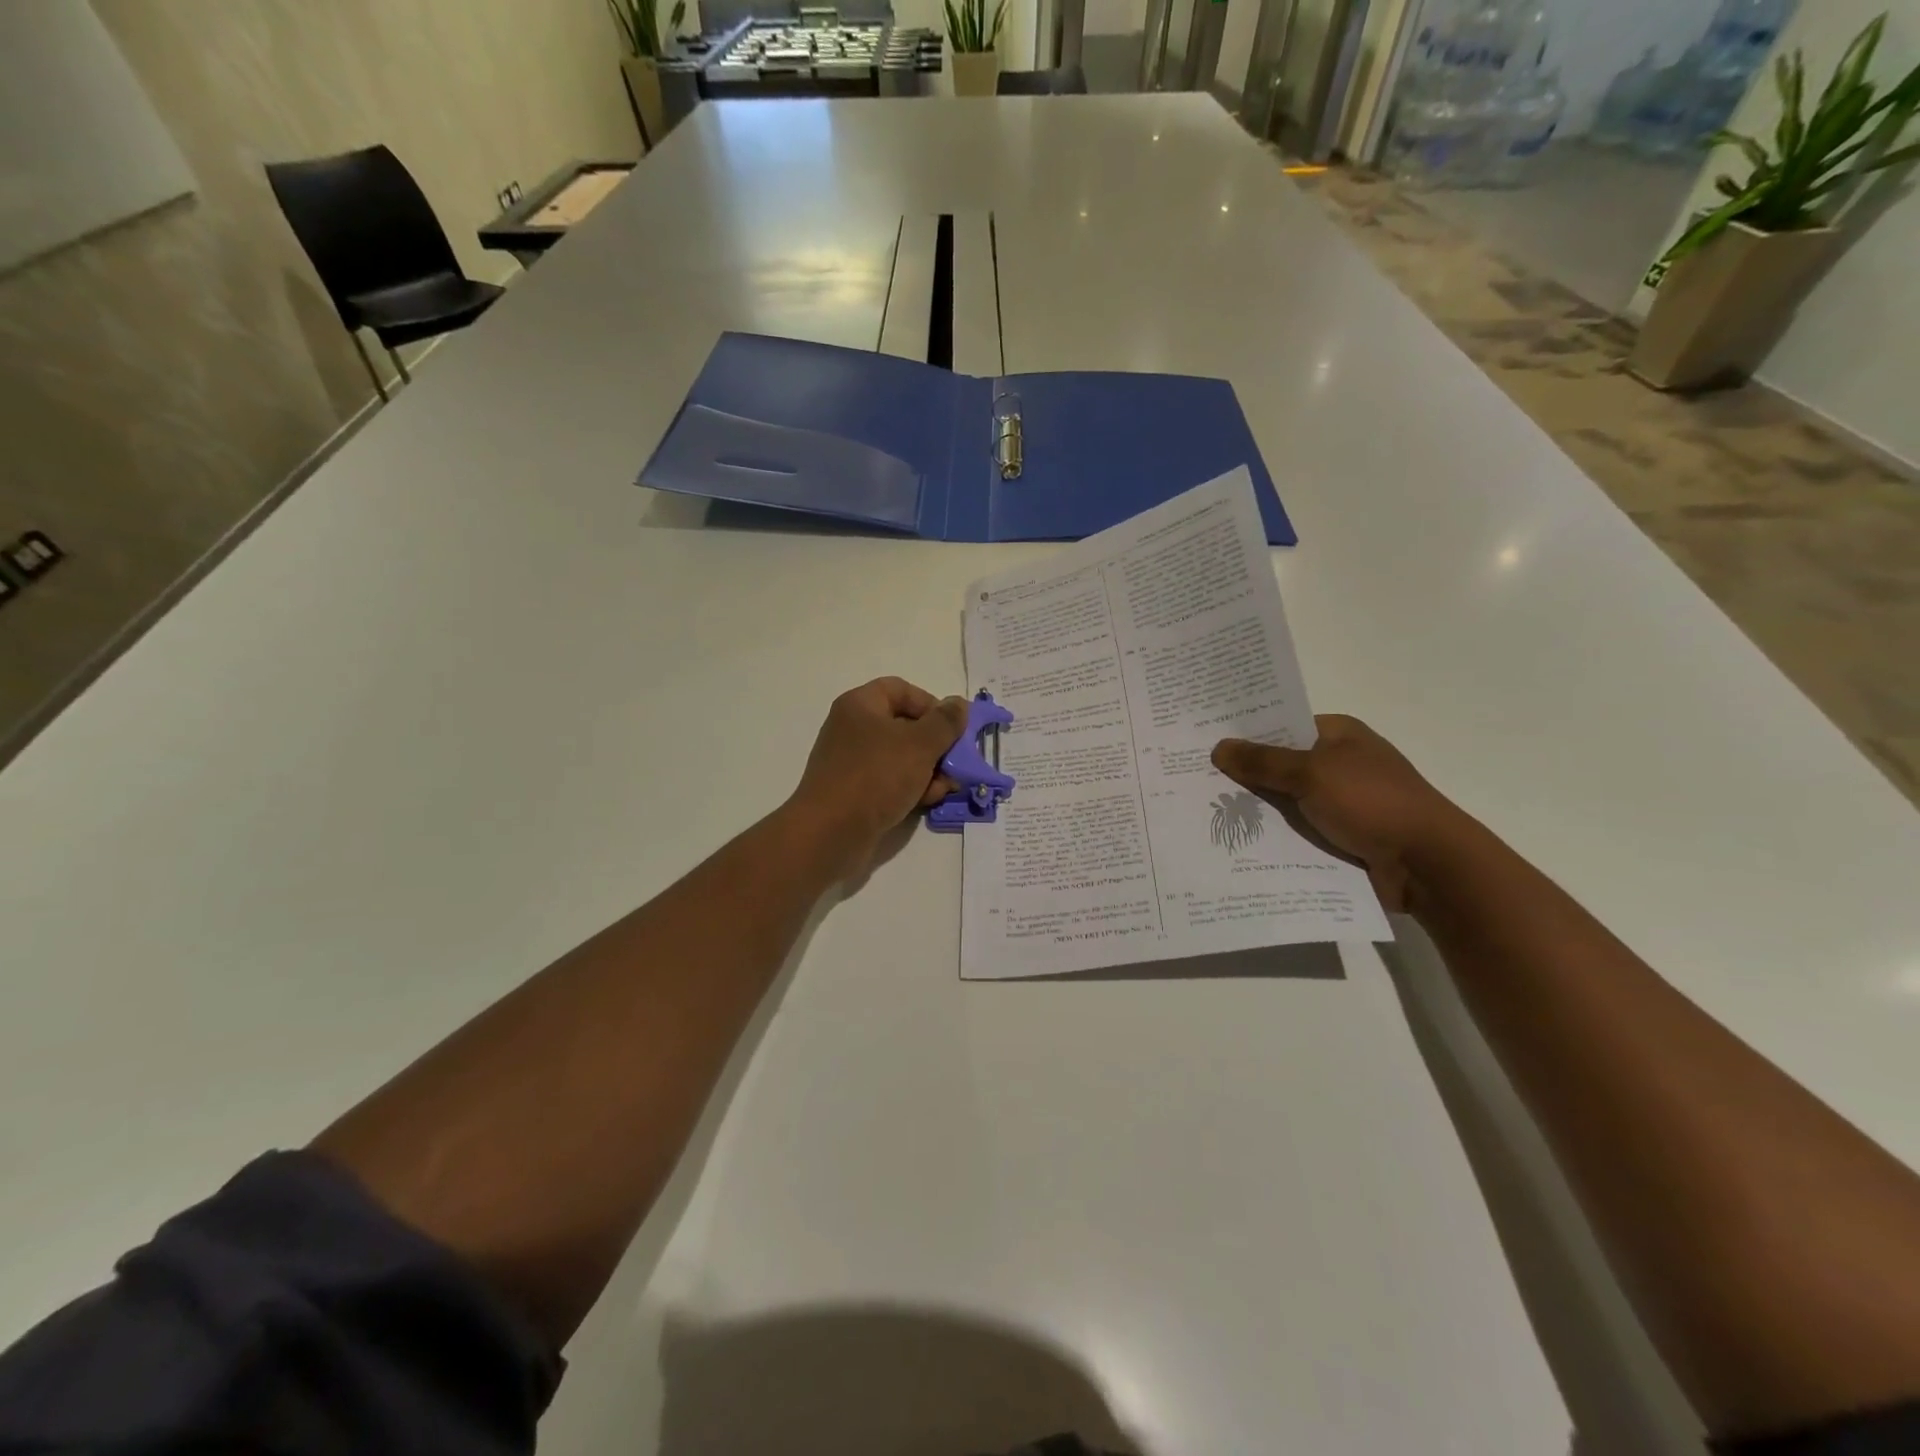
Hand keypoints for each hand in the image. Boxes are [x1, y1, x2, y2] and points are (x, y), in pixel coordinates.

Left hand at [789, 677, 969, 875]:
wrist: (830, 832)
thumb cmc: (876, 776)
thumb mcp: (920, 745)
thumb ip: (945, 722)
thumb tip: (959, 704)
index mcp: (860, 705)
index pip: (901, 689)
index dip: (931, 704)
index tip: (952, 729)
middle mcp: (853, 728)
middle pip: (905, 725)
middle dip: (936, 745)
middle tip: (956, 764)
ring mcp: (852, 762)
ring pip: (901, 756)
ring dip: (929, 770)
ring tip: (944, 789)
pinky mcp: (855, 791)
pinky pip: (890, 780)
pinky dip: (911, 787)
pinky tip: (927, 802)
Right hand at [1211, 715, 1468, 911]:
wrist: (1426, 864)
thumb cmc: (1372, 802)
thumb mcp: (1312, 773)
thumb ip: (1263, 761)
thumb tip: (1219, 748)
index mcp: (1339, 735)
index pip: (1283, 724)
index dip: (1246, 732)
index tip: (1205, 740)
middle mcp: (1338, 764)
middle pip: (1280, 764)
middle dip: (1243, 773)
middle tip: (1192, 776)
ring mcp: (1340, 802)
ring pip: (1284, 800)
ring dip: (1255, 809)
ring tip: (1201, 811)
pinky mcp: (1339, 836)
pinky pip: (1295, 831)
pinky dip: (1272, 836)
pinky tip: (1234, 841)